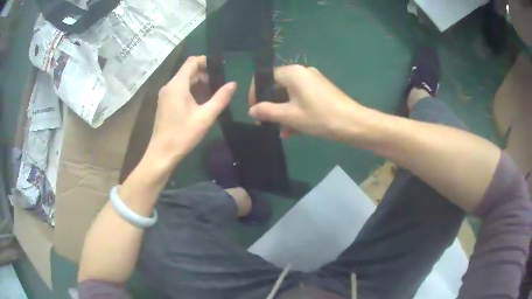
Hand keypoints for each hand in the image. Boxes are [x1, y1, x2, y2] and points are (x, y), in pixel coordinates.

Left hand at [148, 56, 236, 161]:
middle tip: (219, 84)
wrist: (162, 153)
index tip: (220, 68)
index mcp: (177, 85)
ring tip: (213, 94)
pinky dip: (191, 91)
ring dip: (198, 83)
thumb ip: (220, 98)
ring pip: (184, 81)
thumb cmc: (183, 134)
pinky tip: (200, 103)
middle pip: (188, 71)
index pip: (192, 61)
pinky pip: (179, 90)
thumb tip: (233, 84)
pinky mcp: (164, 103)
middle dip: (204, 74)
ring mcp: (165, 95)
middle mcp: (169, 86)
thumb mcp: (205, 116)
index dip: (206, 61)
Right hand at [248, 65, 362, 139]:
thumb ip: (267, 111)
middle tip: (266, 123)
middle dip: (271, 106)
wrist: (353, 124)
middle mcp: (302, 73)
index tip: (254, 111)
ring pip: (290, 95)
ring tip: (281, 132)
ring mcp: (313, 81)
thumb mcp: (290, 116)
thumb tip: (251, 111)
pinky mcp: (321, 91)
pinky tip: (293, 131)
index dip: (256, 93)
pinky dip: (296, 111)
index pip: (265, 77)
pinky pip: (302, 99)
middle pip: (278, 87)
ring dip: (283, 113)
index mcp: (292, 73)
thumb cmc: (319, 117)